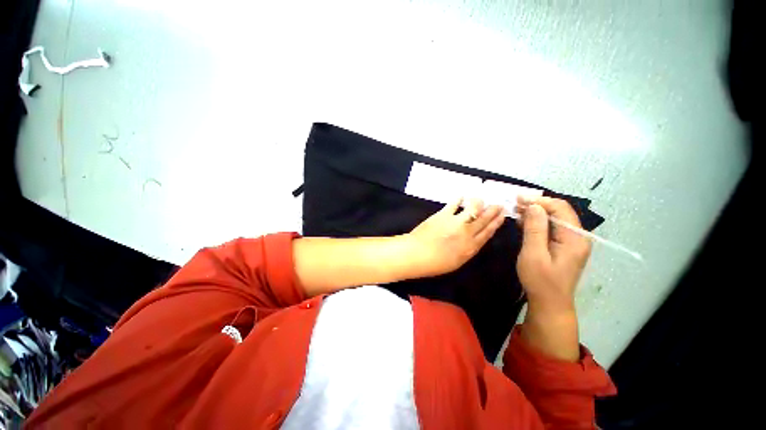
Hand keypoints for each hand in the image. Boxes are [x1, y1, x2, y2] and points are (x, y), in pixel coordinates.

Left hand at [407, 198, 504, 277]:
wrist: (417, 254)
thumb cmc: (435, 263)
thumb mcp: (457, 262)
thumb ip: (467, 250)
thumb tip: (473, 240)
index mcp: (471, 247)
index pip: (488, 233)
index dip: (496, 223)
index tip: (502, 216)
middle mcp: (467, 233)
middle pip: (484, 219)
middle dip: (493, 211)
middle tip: (499, 204)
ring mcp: (456, 222)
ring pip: (473, 209)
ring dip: (479, 202)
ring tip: (481, 199)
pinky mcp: (443, 214)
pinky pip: (454, 204)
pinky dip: (459, 199)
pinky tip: (462, 196)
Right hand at [516, 196, 590, 313]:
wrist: (549, 303)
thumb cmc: (540, 280)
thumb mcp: (534, 254)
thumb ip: (535, 229)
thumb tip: (534, 206)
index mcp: (574, 238)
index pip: (561, 208)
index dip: (540, 201)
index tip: (519, 199)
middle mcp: (577, 237)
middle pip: (559, 211)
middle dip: (537, 205)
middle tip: (515, 204)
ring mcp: (571, 242)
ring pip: (554, 219)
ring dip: (536, 213)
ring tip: (516, 211)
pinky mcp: (563, 246)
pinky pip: (551, 228)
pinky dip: (537, 222)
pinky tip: (523, 222)